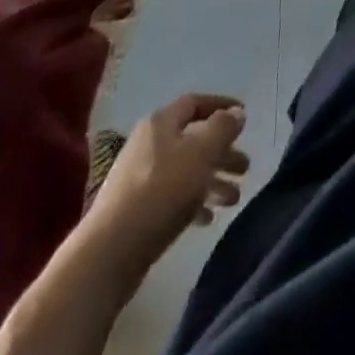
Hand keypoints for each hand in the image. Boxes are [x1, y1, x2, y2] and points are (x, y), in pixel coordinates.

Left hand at [89, 94, 249, 263]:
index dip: (221, 105)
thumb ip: (223, 128)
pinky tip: (208, 218)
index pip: (195, 102)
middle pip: (193, 140)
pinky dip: (193, 202)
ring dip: (213, 181)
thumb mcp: (201, 153)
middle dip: (222, 152)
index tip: (245, 116)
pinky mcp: (136, 210)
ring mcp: (140, 178)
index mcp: (161, 123)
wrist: (109, 252)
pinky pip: (172, 197)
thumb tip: (236, 113)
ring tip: (234, 199)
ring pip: (185, 170)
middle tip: (245, 168)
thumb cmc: (161, 191)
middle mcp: (149, 144)